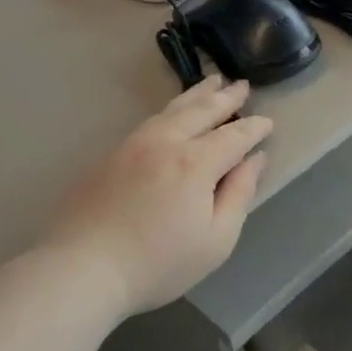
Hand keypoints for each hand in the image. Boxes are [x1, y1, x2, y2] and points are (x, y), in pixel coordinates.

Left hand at [45, 77, 271, 317]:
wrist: (82, 268)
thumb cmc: (158, 263)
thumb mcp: (216, 240)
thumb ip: (239, 195)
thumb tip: (254, 160)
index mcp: (196, 163)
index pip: (234, 136)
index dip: (254, 128)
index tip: (269, 122)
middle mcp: (166, 142)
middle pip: (202, 111)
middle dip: (226, 97)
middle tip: (243, 85)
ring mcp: (134, 144)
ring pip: (172, 109)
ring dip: (197, 94)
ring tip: (213, 82)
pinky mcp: (112, 154)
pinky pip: (151, 119)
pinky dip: (171, 108)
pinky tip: (174, 111)